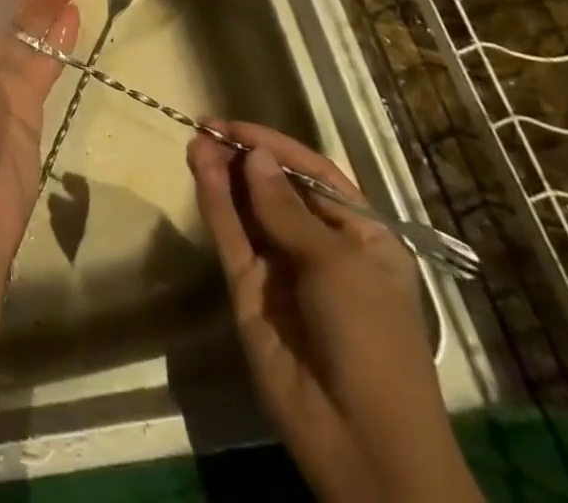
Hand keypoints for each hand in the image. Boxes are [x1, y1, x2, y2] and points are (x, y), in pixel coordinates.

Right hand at [189, 121, 472, 502]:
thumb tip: (255, 157)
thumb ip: (287, 210)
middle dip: (245, 157)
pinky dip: (215, 202)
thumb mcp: (337, 265)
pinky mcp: (248, 290)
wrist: (362, 442)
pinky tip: (201, 169)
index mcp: (361, 237)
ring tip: (197, 140)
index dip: (277, 147)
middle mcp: (320, 247)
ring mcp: (281, 268)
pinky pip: (231, 236)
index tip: (237, 125)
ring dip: (224, 173)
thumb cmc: (371, 339)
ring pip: (247, 208)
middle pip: (276, 188)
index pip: (315, 175)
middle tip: (208, 128)